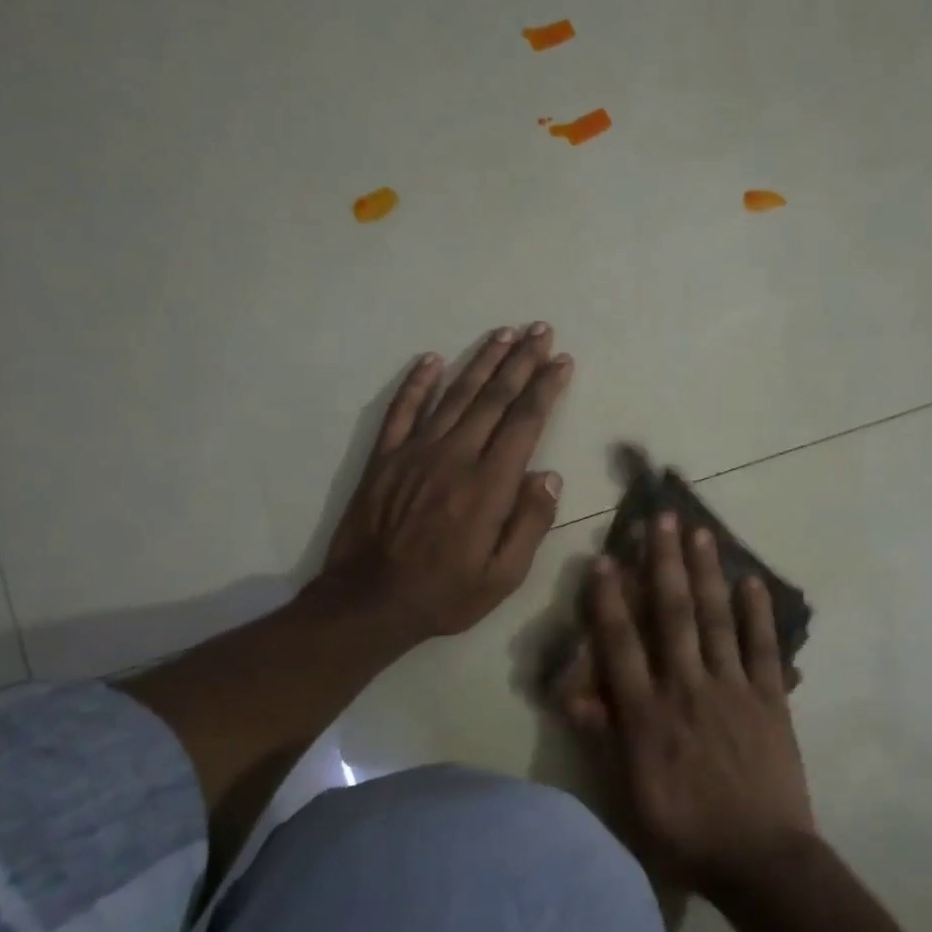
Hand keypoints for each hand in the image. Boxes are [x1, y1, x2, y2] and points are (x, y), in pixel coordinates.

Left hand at [316, 323, 571, 642]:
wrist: (369, 602)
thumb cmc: (446, 594)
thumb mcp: (503, 576)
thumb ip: (530, 523)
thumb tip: (549, 476)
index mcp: (488, 486)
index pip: (524, 423)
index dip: (546, 388)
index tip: (562, 361)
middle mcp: (454, 457)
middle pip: (493, 398)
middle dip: (521, 361)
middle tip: (541, 329)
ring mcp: (415, 453)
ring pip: (454, 395)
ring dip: (481, 361)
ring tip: (504, 333)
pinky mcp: (384, 458)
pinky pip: (402, 410)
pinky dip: (417, 382)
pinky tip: (432, 359)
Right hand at [574, 512, 814, 891]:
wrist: (759, 860)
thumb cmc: (685, 832)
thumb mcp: (628, 796)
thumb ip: (603, 738)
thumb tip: (573, 692)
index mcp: (648, 713)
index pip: (622, 643)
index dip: (609, 599)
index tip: (604, 558)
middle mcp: (688, 687)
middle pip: (673, 614)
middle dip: (664, 563)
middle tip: (662, 518)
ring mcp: (733, 689)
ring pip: (716, 619)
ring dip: (707, 573)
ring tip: (702, 532)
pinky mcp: (770, 699)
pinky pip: (763, 648)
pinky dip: (758, 613)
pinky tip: (752, 581)